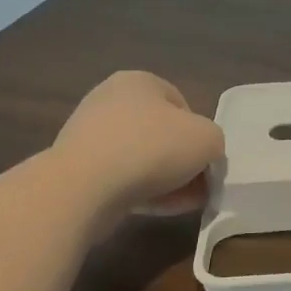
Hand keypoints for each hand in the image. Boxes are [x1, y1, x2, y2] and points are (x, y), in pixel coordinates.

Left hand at [54, 71, 224, 216]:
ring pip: (141, 158)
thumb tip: (204, 158)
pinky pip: (119, 178)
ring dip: (166, 180)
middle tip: (198, 186)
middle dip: (182, 161)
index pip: (182, 105)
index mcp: (139, 81)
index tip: (205, 161)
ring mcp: (89, 134)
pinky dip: (140, 191)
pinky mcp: (76, 167)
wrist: (83, 188)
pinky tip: (157, 208)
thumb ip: (214, 142)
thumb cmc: (152, 149)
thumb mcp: (208, 139)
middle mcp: (110, 100)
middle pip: (161, 133)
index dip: (200, 134)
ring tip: (181, 202)